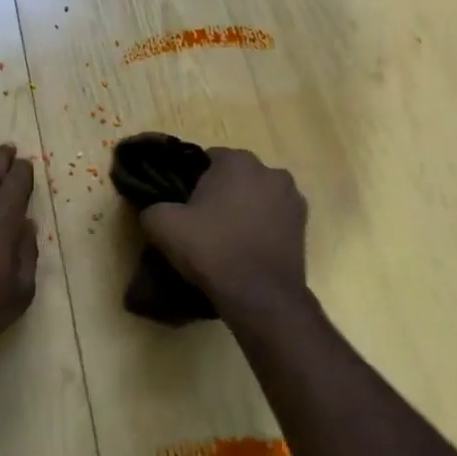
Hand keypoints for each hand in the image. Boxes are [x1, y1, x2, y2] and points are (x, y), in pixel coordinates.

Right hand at [139, 147, 307, 311]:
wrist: (260, 295)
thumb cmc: (212, 250)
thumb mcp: (163, 226)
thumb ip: (152, 207)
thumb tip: (154, 209)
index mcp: (237, 161)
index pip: (206, 160)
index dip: (191, 182)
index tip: (183, 206)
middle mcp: (270, 170)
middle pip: (235, 177)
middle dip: (220, 194)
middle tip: (201, 223)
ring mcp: (292, 197)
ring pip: (256, 197)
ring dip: (243, 210)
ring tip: (226, 240)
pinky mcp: (304, 225)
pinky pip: (273, 218)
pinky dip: (261, 227)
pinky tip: (247, 250)